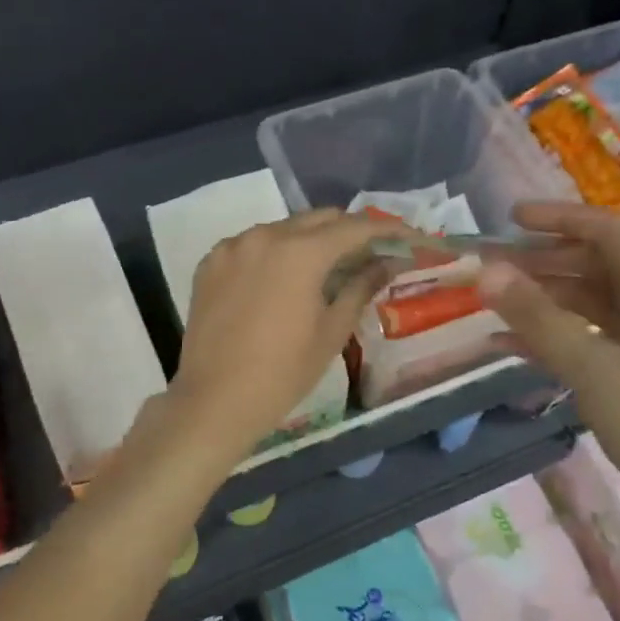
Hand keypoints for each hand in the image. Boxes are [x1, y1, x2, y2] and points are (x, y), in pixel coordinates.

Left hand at [168, 210, 393, 462]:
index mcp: (300, 252)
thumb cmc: (283, 373)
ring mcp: (232, 246)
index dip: (387, 230)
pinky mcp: (210, 262)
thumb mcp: (331, 331)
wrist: (214, 401)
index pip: (354, 228)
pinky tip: (283, 278)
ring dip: (310, 240)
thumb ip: (361, 287)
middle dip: (349, 231)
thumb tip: (388, 262)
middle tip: (372, 253)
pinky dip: (275, 252)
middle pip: (318, 220)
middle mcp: (264, 236)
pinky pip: (252, 244)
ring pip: (283, 229)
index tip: (409, 238)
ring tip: (328, 267)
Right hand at [476, 201, 619, 526]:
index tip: (508, 219)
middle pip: (593, 265)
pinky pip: (585, 337)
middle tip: (489, 265)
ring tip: (491, 300)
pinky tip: (505, 343)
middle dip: (540, 260)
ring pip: (586, 302)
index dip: (558, 218)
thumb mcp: (590, 366)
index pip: (606, 232)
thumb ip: (536, 316)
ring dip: (540, 298)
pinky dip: (548, 334)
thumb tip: (486, 270)